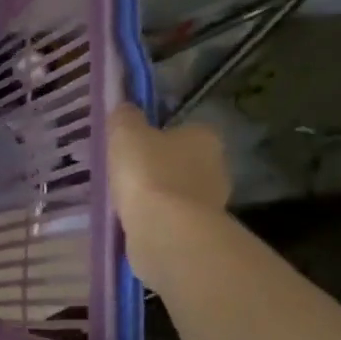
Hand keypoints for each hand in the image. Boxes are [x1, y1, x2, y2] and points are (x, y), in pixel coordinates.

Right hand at [106, 103, 229, 283]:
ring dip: (156, 195)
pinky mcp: (200, 230)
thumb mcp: (125, 132)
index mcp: (204, 137)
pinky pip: (172, 217)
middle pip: (181, 161)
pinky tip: (133, 221)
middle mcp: (217, 166)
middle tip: (125, 173)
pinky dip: (155, 217)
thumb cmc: (147, 172)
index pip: (181, 129)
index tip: (132, 147)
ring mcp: (212, 201)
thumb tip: (125, 109)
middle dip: (157, 167)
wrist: (165, 230)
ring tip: (123, 200)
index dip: (156, 136)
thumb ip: (125, 116)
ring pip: (177, 191)